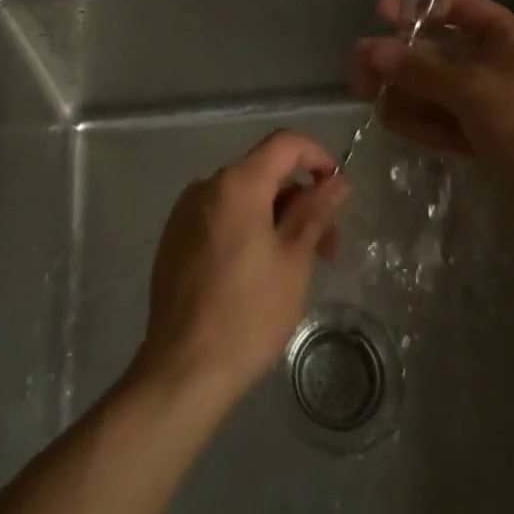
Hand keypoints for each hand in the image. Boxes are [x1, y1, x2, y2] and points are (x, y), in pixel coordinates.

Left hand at [134, 130, 350, 407]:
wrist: (182, 370)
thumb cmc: (248, 314)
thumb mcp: (294, 261)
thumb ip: (315, 212)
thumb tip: (337, 181)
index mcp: (236, 184)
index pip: (285, 143)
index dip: (318, 157)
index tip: (338, 191)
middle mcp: (206, 186)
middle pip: (265, 173)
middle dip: (301, 201)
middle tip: (327, 248)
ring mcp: (185, 212)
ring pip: (244, 198)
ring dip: (277, 219)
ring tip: (297, 267)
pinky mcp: (174, 238)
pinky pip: (221, 217)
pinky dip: (248, 229)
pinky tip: (259, 272)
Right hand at [351, 0, 513, 187]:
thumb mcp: (471, 89)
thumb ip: (418, 68)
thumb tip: (371, 49)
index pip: (461, 9)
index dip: (419, 9)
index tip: (380, 15)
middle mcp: (508, 64)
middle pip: (444, 52)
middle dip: (402, 60)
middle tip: (360, 70)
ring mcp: (502, 103)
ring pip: (444, 89)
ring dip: (407, 92)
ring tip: (369, 99)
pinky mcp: (496, 138)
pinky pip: (453, 119)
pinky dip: (424, 119)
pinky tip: (392, 121)